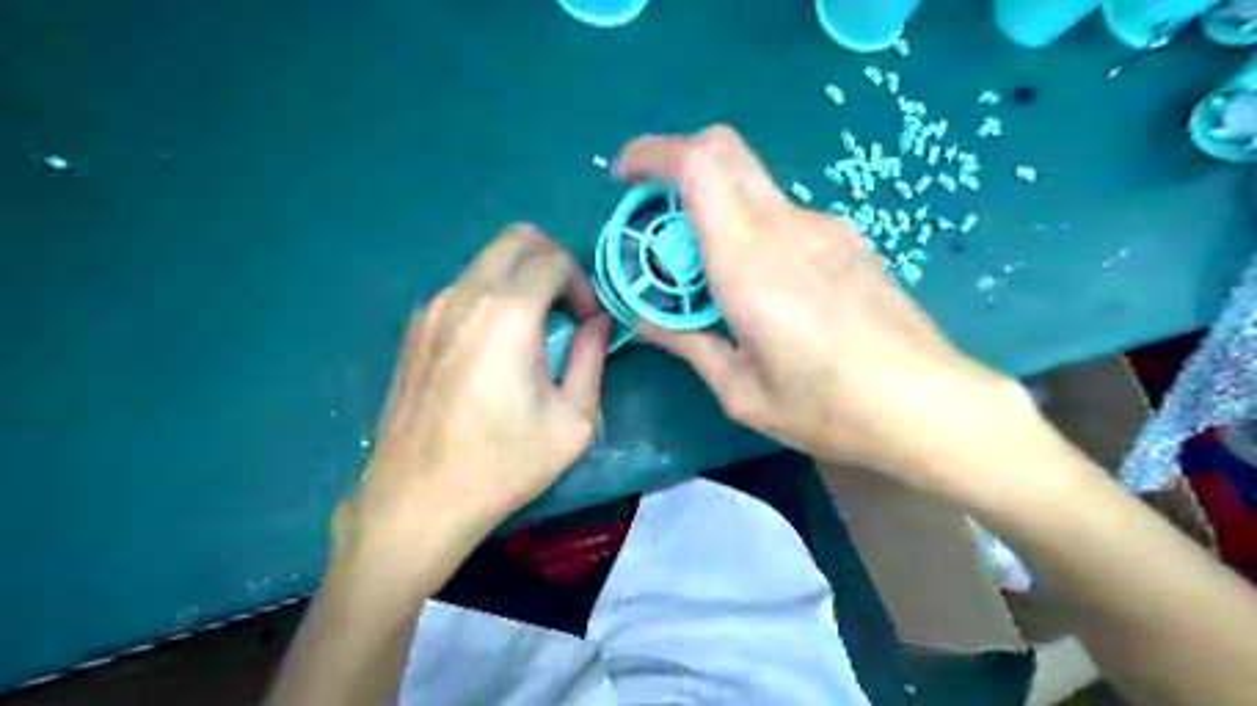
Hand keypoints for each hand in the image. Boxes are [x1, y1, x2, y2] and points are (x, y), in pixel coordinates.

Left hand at [333, 226, 607, 568]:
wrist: (417, 501)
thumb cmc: (503, 463)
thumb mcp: (572, 419)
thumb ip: (592, 358)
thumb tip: (599, 322)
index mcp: (507, 313)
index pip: (554, 259)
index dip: (582, 284)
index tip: (587, 324)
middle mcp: (463, 295)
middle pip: (516, 239)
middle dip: (553, 262)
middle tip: (568, 307)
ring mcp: (431, 309)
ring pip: (487, 261)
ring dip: (521, 280)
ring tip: (534, 330)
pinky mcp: (414, 329)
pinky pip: (463, 288)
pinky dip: (492, 297)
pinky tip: (496, 347)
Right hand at [612, 124, 1029, 493]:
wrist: (929, 404)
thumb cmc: (827, 407)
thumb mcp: (741, 391)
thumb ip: (687, 344)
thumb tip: (643, 322)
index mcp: (749, 262)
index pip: (700, 164)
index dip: (654, 153)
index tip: (624, 177)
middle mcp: (785, 226)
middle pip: (724, 150)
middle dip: (676, 166)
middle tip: (655, 218)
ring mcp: (824, 226)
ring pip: (751, 184)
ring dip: (714, 205)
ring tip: (707, 272)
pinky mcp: (847, 239)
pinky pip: (782, 214)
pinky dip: (750, 227)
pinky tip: (761, 286)